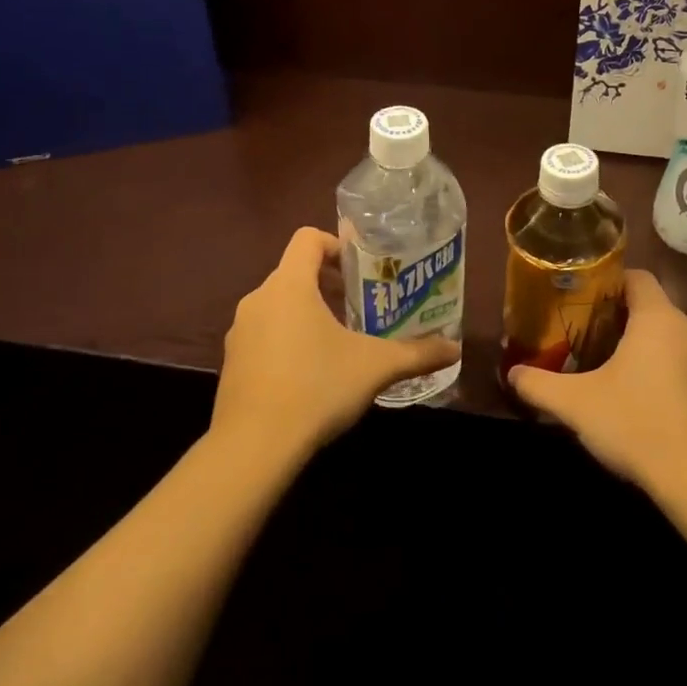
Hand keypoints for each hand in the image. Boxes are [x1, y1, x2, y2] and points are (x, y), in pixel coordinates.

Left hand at [212, 227, 459, 464]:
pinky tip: (310, 374)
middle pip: (294, 272)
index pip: (307, 238)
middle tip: (361, 306)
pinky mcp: (231, 362)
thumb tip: (454, 349)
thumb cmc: (316, 388)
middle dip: (328, 284)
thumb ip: (416, 354)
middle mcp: (259, 299)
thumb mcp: (375, 368)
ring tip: (339, 341)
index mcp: (290, 285)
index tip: (361, 269)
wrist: (253, 447)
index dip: (336, 244)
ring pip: (278, 305)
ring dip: (307, 313)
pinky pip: (264, 335)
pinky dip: (287, 340)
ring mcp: (240, 332)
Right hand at [508, 269, 686, 496]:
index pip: (636, 277)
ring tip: (609, 369)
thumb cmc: (639, 426)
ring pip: (669, 339)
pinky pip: (685, 366)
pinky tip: (642, 402)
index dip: (608, 282)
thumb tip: (512, 373)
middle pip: (651, 308)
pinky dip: (663, 373)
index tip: (582, 299)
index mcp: (658, 319)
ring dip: (642, 348)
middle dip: (618, 319)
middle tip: (585, 336)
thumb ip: (540, 385)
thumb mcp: (577, 405)